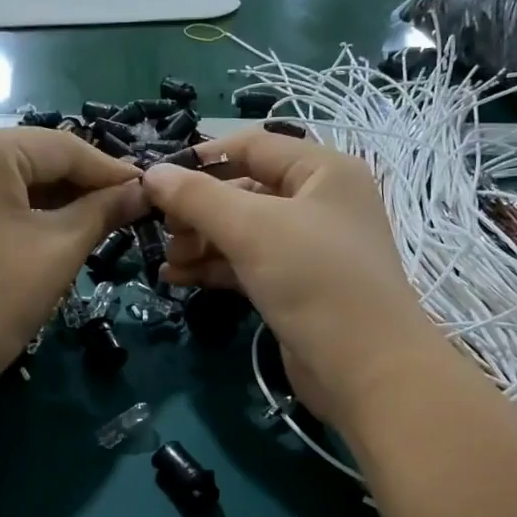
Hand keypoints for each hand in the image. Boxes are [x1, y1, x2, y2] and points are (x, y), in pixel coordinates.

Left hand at [0, 127, 145, 408]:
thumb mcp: (58, 251)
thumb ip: (103, 212)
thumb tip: (142, 192)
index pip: (62, 146)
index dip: (110, 170)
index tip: (150, 191)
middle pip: (35, 157)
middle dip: (82, 186)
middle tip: (127, 211)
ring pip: (12, 178)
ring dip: (55, 200)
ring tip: (98, 223)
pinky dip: (24, 210)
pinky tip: (54, 230)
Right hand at [142, 130, 450, 429]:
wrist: (365, 369)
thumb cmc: (314, 279)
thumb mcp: (252, 229)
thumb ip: (197, 197)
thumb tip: (151, 173)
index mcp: (323, 171)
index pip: (253, 147)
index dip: (202, 158)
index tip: (156, 179)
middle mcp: (319, 203)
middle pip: (244, 191)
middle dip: (198, 210)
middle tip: (161, 230)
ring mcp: (308, 248)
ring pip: (243, 232)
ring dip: (201, 243)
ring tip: (166, 260)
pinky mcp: (296, 287)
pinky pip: (247, 265)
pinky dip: (214, 268)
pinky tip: (176, 278)